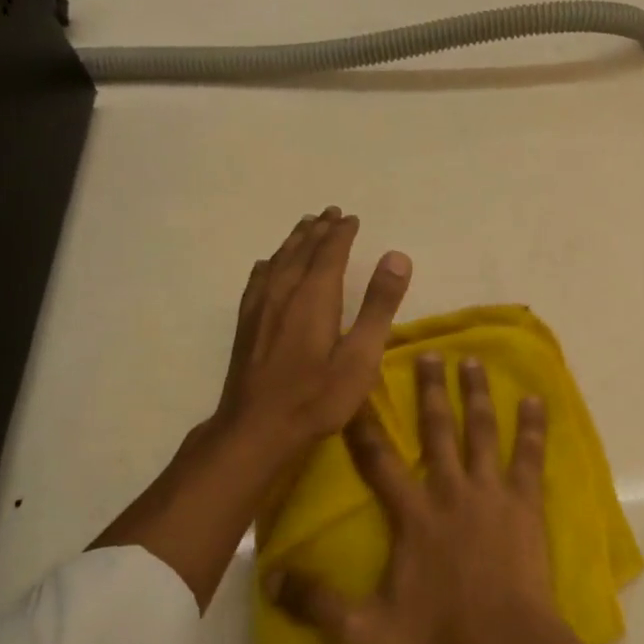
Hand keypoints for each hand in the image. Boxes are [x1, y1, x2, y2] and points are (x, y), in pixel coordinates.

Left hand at [91, 207, 411, 607]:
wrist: (256, 431)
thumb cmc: (317, 397)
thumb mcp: (361, 356)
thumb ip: (379, 305)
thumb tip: (396, 256)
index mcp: (313, 297)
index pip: (329, 253)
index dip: (341, 233)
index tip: (351, 218)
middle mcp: (283, 294)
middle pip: (301, 251)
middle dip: (318, 230)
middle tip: (330, 213)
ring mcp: (260, 309)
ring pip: (278, 262)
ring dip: (294, 241)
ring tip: (305, 226)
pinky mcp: (247, 327)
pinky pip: (258, 281)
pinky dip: (269, 265)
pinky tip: (267, 265)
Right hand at [265, 352, 557, 643]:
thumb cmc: (437, 636)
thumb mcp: (365, 629)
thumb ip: (316, 603)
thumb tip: (268, 576)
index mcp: (412, 514)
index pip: (379, 460)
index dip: (365, 425)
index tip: (358, 391)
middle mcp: (450, 490)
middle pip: (437, 429)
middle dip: (430, 390)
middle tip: (430, 353)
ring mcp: (491, 492)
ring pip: (481, 431)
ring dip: (475, 394)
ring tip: (472, 361)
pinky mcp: (525, 502)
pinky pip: (530, 456)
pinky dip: (532, 426)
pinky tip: (535, 400)